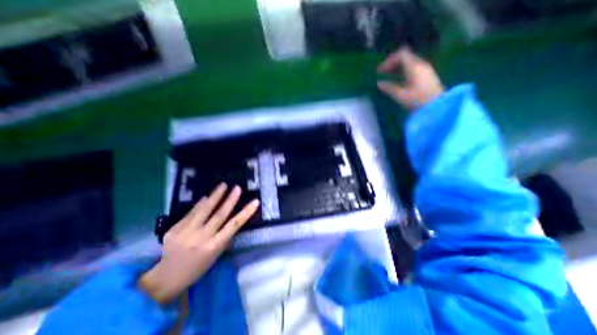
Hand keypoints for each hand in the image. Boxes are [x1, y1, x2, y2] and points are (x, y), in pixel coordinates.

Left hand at [141, 184, 261, 303]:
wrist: (167, 277)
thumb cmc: (198, 267)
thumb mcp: (216, 254)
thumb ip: (223, 235)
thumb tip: (228, 216)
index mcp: (213, 246)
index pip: (234, 225)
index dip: (246, 212)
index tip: (255, 202)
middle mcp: (200, 238)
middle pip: (219, 215)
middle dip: (230, 200)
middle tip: (237, 188)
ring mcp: (185, 233)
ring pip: (204, 210)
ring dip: (215, 196)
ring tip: (223, 185)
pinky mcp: (173, 230)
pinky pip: (191, 213)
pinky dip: (200, 204)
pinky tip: (206, 197)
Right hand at [377, 47, 442, 110]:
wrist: (437, 106)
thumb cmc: (417, 100)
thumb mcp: (400, 95)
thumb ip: (389, 88)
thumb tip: (379, 83)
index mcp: (414, 67)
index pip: (400, 55)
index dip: (388, 61)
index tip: (379, 71)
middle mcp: (420, 64)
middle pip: (405, 57)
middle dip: (391, 64)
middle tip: (382, 73)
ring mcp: (424, 69)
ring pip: (408, 62)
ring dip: (396, 68)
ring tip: (387, 76)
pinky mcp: (426, 75)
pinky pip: (412, 68)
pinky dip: (402, 71)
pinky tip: (397, 80)